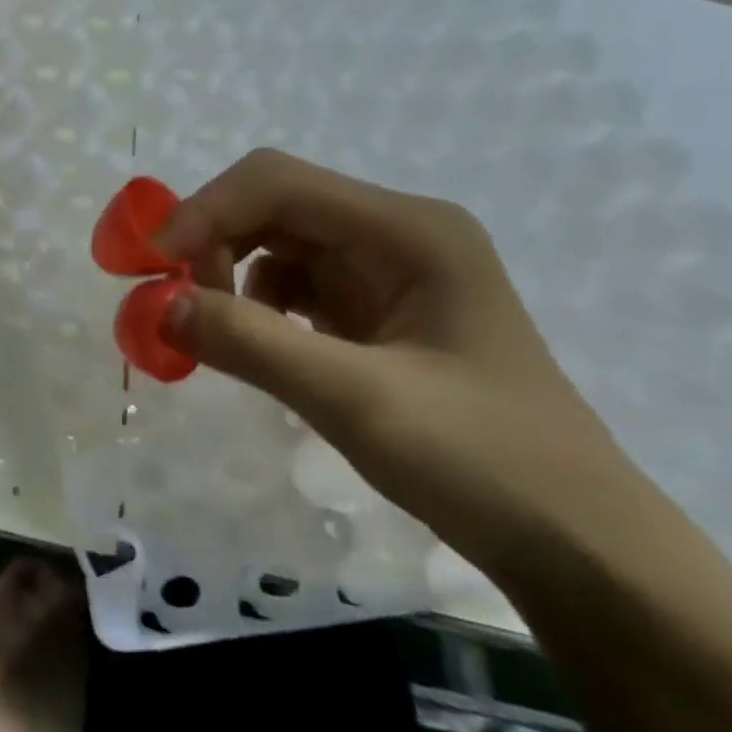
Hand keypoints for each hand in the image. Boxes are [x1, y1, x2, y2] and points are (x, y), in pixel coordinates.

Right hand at [152, 149, 650, 577]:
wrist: (580, 549)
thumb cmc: (484, 464)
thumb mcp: (357, 401)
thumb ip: (251, 344)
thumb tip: (155, 307)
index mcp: (408, 230)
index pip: (278, 183)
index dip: (204, 212)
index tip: (151, 266)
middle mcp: (397, 235)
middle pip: (274, 207)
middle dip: (212, 243)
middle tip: (174, 303)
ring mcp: (389, 275)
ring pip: (278, 247)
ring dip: (230, 277)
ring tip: (213, 332)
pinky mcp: (378, 315)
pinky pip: (294, 289)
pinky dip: (256, 308)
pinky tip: (255, 347)